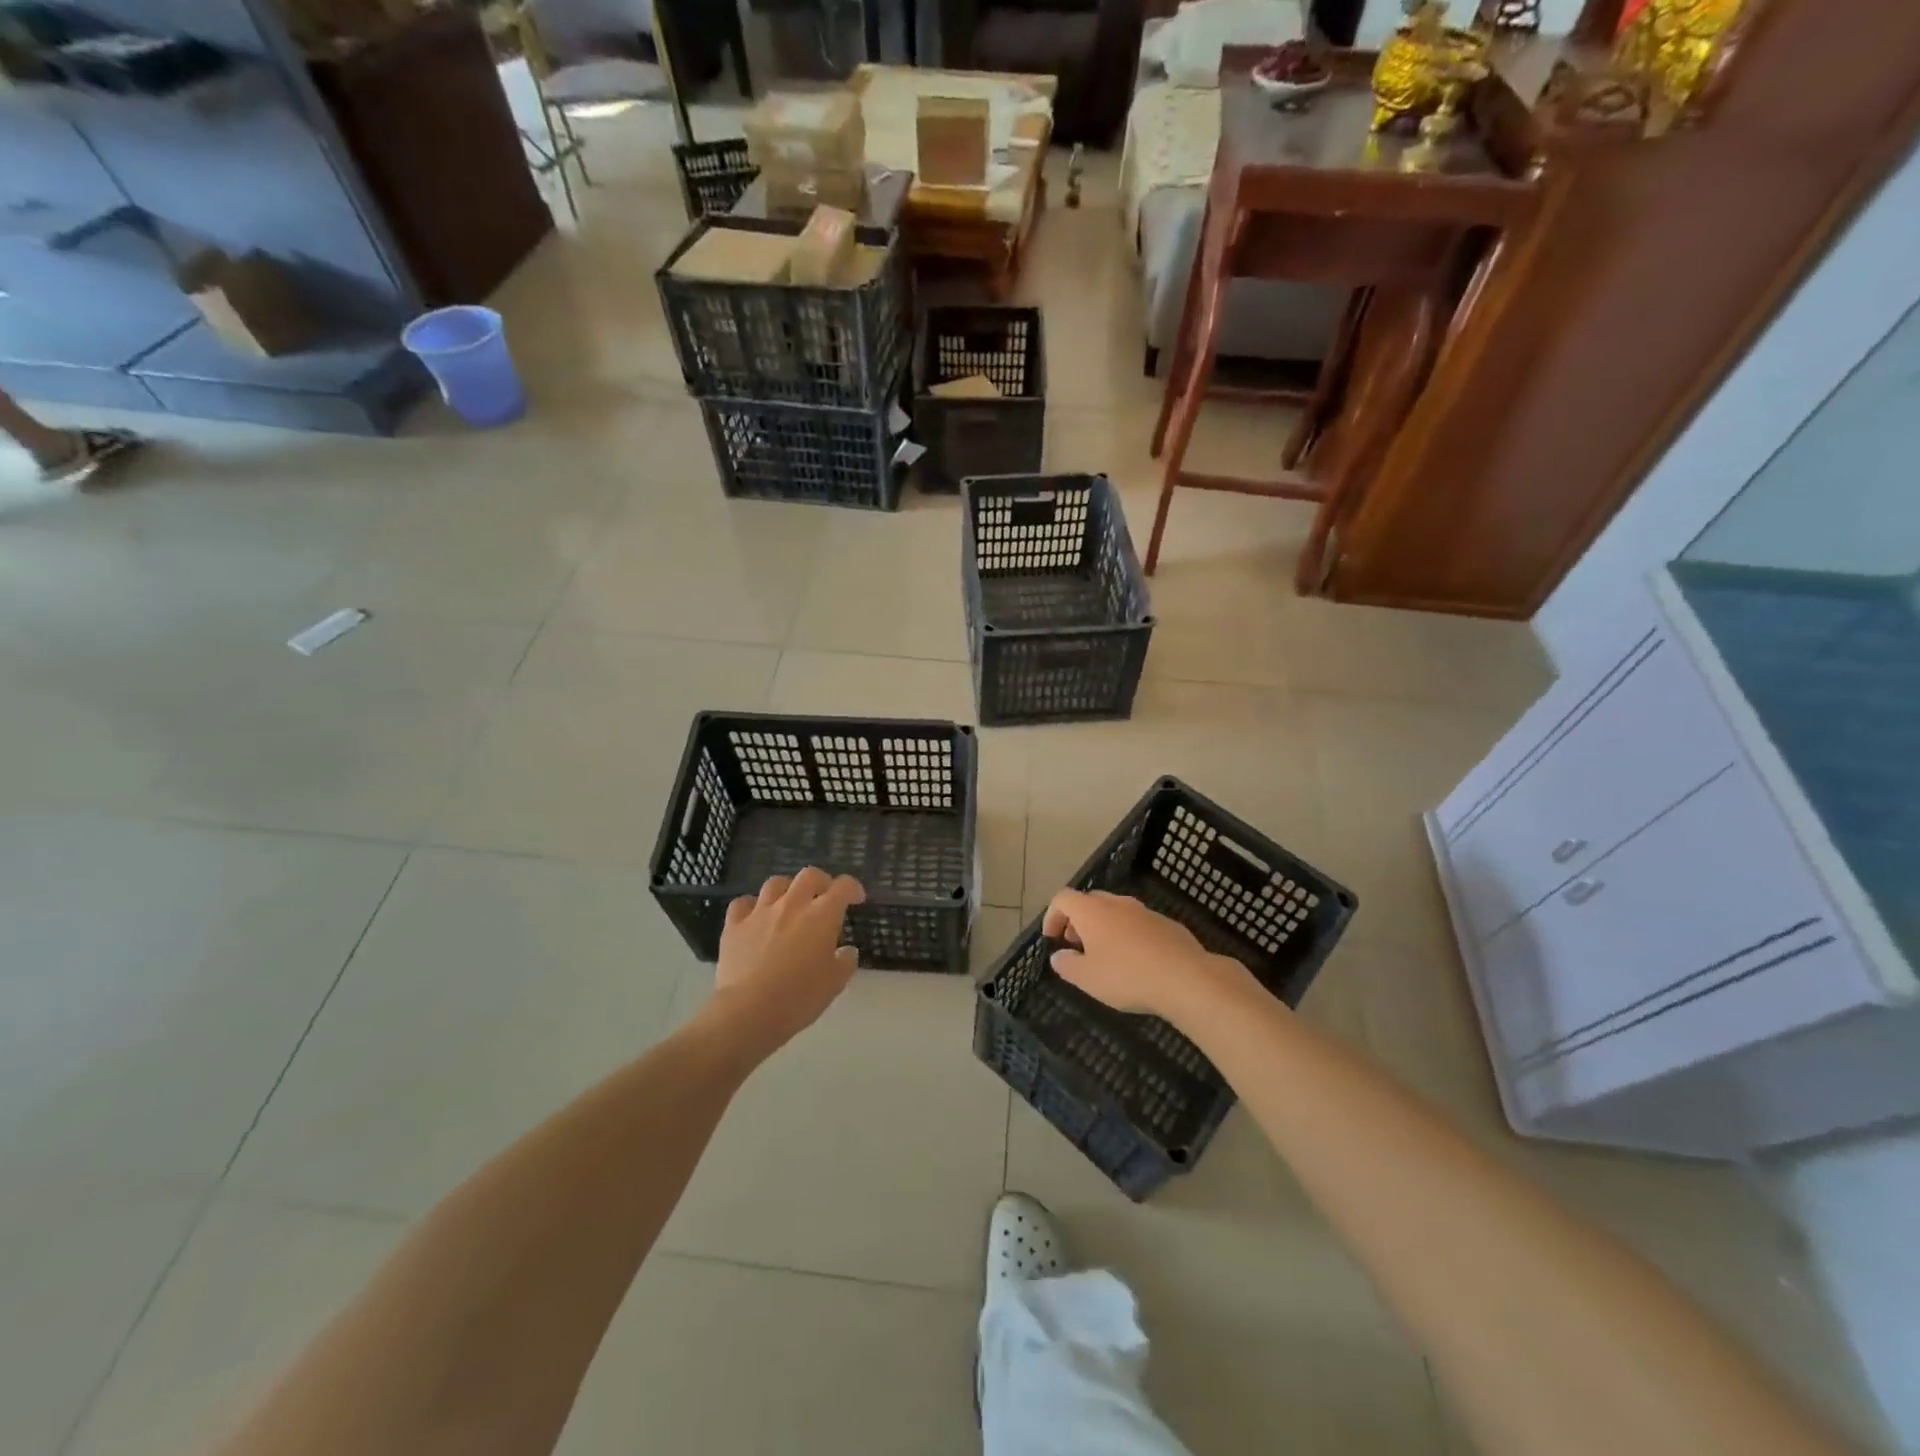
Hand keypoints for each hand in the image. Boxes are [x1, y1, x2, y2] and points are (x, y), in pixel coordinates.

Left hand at [707, 867, 864, 1059]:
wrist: (749, 1011)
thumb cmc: (799, 997)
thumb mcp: (835, 984)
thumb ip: (845, 962)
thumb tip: (847, 951)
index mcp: (822, 915)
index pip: (843, 887)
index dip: (853, 888)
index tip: (857, 899)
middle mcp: (792, 904)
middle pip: (809, 875)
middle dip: (821, 881)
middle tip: (824, 897)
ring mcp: (760, 912)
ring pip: (775, 883)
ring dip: (788, 889)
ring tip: (790, 903)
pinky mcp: (734, 926)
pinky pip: (742, 903)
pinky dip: (751, 905)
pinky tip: (755, 917)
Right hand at [1043, 888, 1253, 1028]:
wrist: (1186, 978)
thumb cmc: (1127, 976)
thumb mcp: (1088, 979)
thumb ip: (1068, 965)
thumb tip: (1059, 956)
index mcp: (1093, 911)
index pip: (1063, 898)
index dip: (1052, 915)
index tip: (1052, 938)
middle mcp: (1117, 903)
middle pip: (1090, 901)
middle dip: (1078, 920)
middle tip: (1076, 944)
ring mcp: (1145, 911)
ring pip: (1116, 911)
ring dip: (1104, 927)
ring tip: (1105, 955)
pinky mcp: (1167, 924)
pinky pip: (1138, 923)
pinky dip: (1128, 935)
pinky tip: (1136, 961)